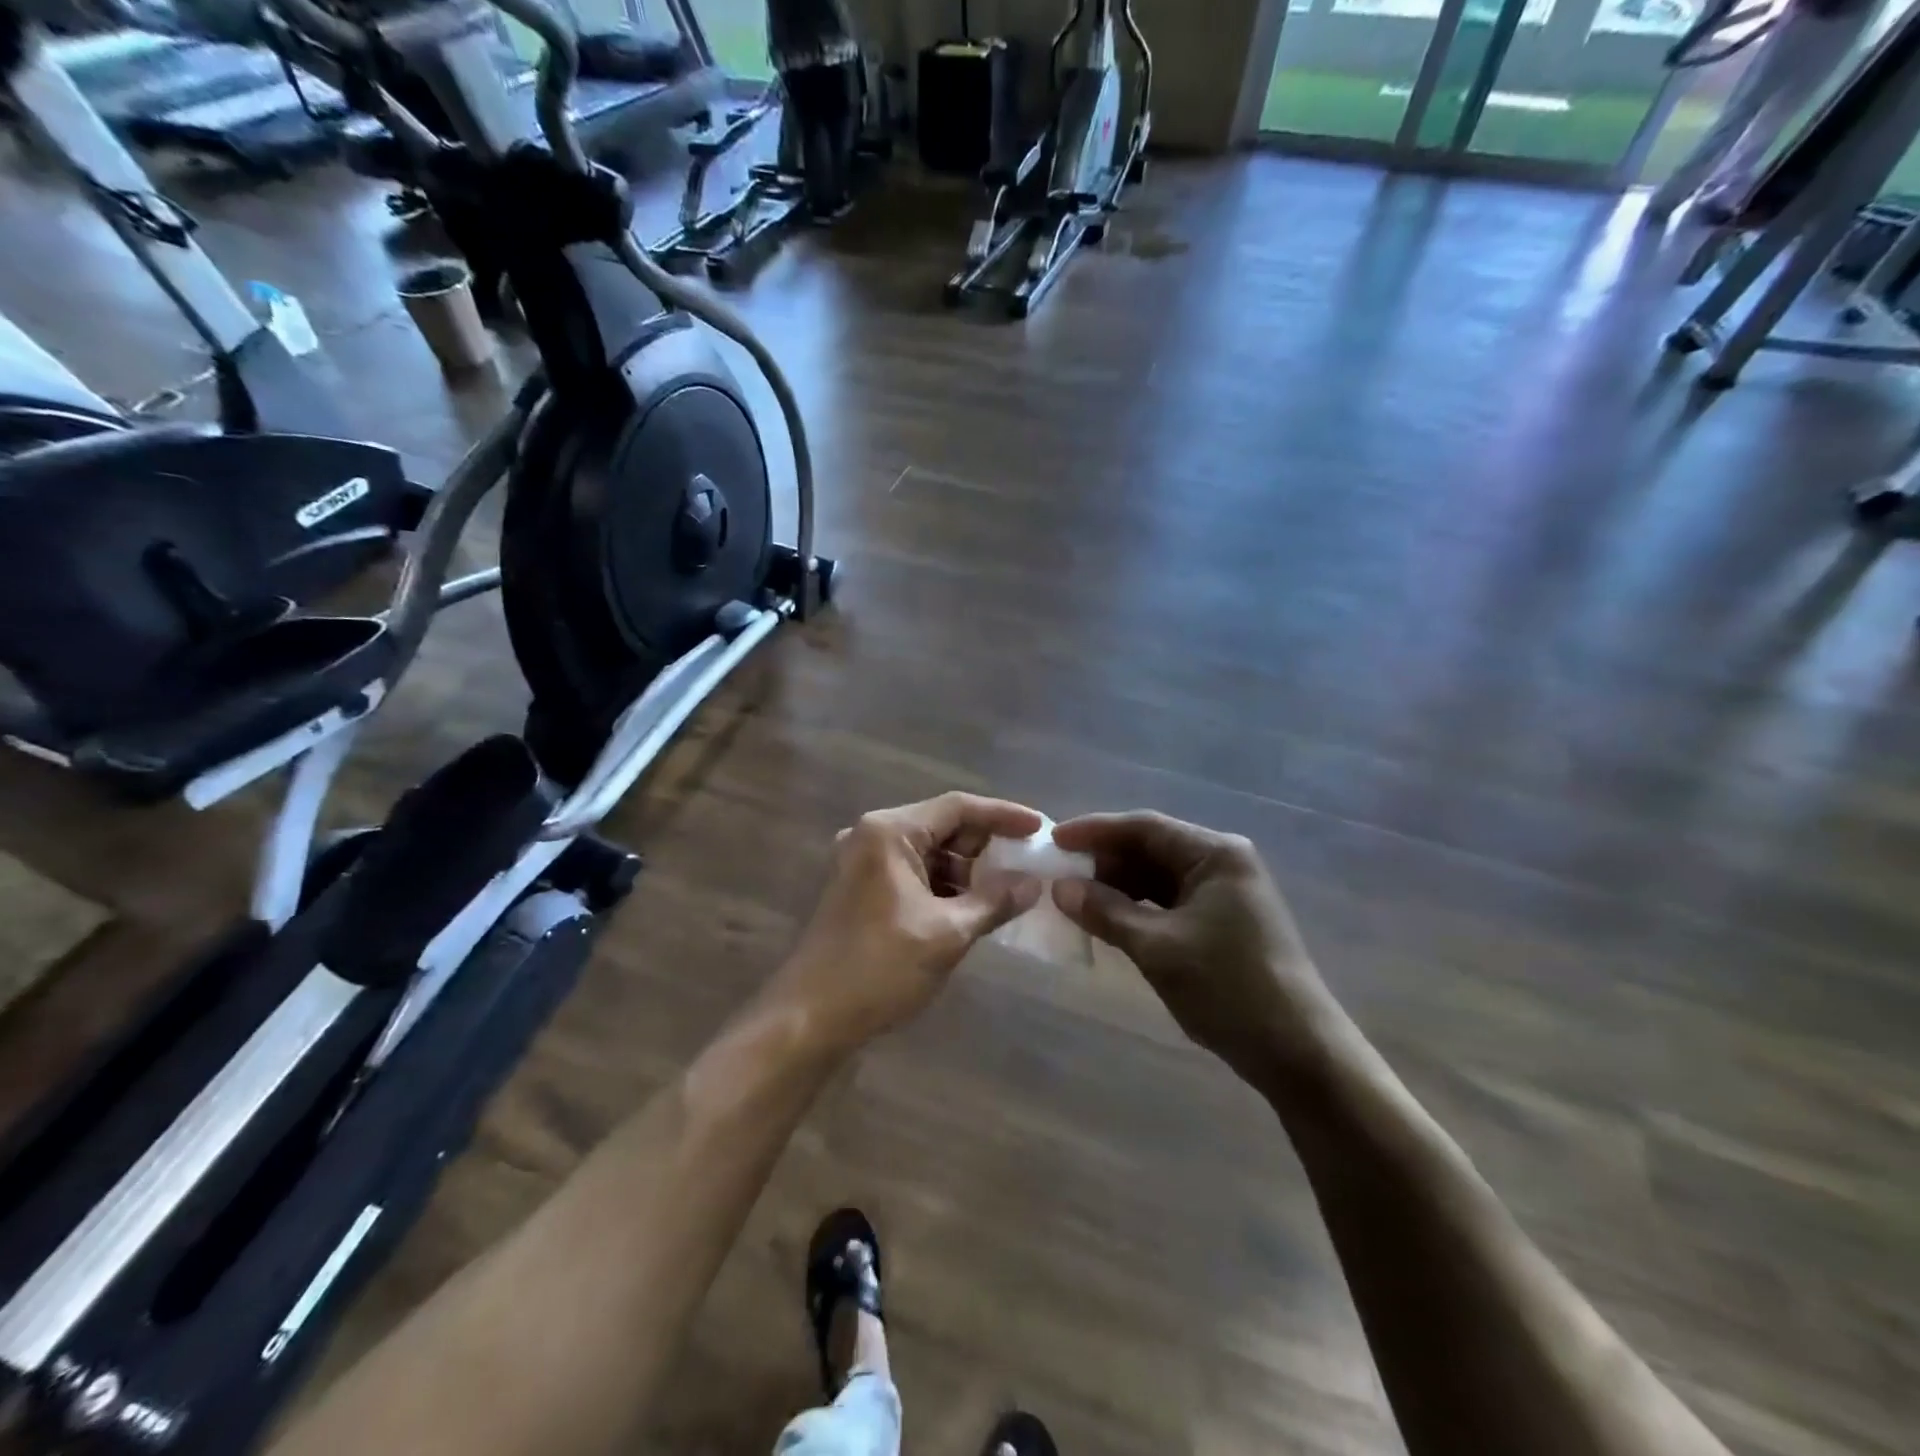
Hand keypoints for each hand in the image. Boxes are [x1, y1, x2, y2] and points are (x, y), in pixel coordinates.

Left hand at [775, 793, 1045, 1051]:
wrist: (808, 1017)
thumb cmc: (879, 967)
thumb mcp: (947, 933)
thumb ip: (994, 901)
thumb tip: (1033, 884)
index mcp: (889, 832)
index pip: (958, 807)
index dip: (1003, 815)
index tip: (1041, 828)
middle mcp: (872, 835)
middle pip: (942, 826)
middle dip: (985, 846)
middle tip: (1028, 864)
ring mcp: (862, 861)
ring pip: (928, 852)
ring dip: (966, 870)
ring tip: (1007, 891)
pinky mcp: (861, 887)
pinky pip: (913, 873)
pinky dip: (943, 886)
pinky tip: (972, 907)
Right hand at [1050, 812, 1337, 1081]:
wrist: (1299, 1052)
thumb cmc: (1228, 989)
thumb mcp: (1158, 948)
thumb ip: (1107, 912)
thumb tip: (1061, 888)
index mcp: (1215, 854)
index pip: (1144, 827)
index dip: (1095, 831)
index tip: (1053, 840)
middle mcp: (1223, 863)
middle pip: (1152, 848)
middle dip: (1105, 860)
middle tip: (1059, 873)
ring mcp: (1226, 893)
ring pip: (1159, 876)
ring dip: (1118, 885)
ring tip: (1076, 897)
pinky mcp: (1224, 921)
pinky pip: (1170, 901)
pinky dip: (1138, 907)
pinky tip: (1110, 919)